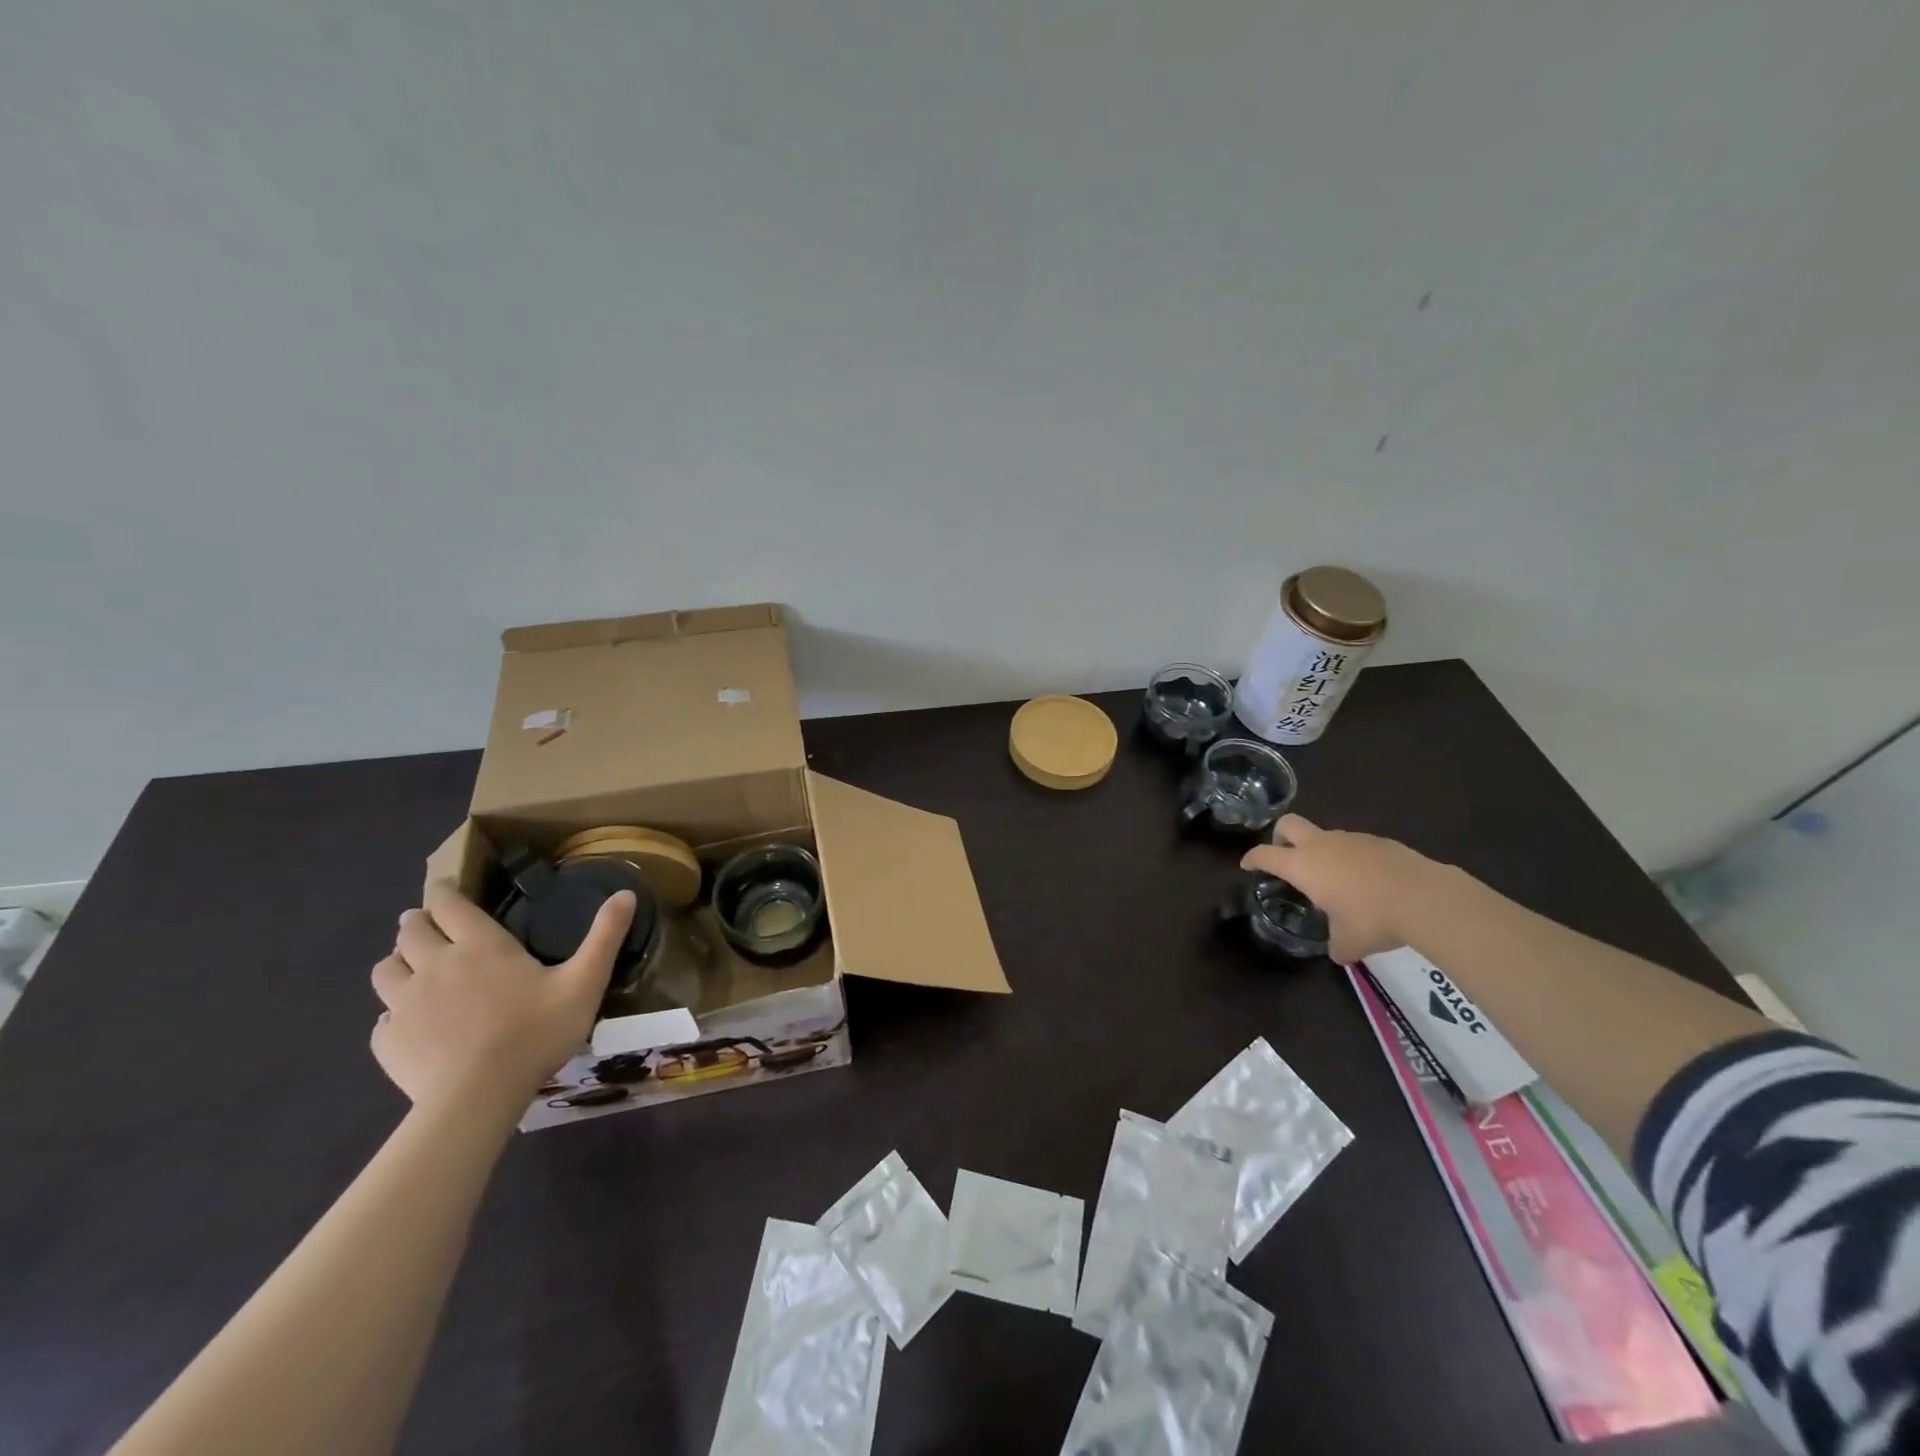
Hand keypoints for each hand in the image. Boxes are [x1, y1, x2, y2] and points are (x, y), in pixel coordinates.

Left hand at [369, 881, 633, 1107]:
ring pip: (385, 970)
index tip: (443, 885)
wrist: (478, 1096)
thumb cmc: (536, 1032)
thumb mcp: (585, 981)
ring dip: (397, 962)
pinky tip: (409, 1023)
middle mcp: (435, 965)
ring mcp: (404, 1004)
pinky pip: (381, 1018)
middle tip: (427, 924)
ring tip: (410, 967)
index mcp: (480, 945)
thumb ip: (605, 936)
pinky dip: (393, 1013)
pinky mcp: (387, 1042)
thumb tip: (626, 894)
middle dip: (417, 922)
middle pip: (411, 932)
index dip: (444, 891)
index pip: (450, 905)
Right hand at [1240, 815, 1433, 963]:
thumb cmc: (1372, 919)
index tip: (1247, 865)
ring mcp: (1352, 839)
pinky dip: (1353, 859)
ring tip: (1335, 880)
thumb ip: (1336, 944)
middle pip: (1288, 824)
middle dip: (1280, 837)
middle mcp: (1321, 845)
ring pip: (1325, 835)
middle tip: (1285, 856)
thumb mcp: (1348, 942)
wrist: (1425, 897)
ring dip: (1322, 851)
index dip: (1252, 858)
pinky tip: (1368, 882)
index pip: (1265, 854)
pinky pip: (1355, 845)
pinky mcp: (1380, 841)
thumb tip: (1338, 952)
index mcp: (1303, 866)